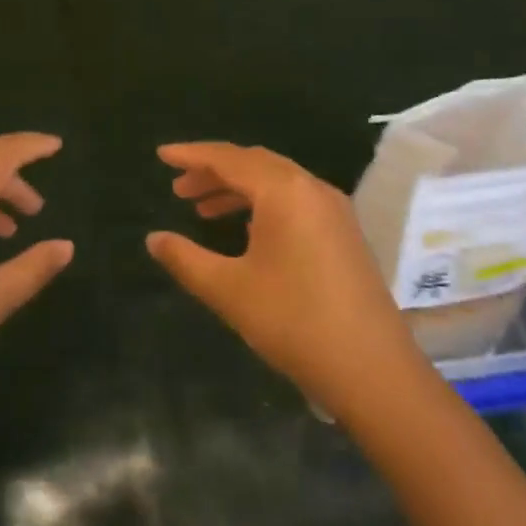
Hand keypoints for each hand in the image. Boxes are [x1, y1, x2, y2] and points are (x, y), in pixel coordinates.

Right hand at [146, 142, 417, 416]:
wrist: (372, 370)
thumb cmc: (294, 322)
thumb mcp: (229, 290)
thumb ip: (186, 259)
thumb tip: (153, 239)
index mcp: (284, 191)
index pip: (228, 159)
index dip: (191, 155)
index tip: (162, 155)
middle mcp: (311, 188)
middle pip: (254, 163)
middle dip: (213, 171)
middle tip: (179, 188)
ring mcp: (333, 209)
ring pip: (276, 182)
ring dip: (237, 189)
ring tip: (202, 210)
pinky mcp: (344, 232)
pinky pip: (295, 200)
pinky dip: (262, 204)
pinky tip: (246, 229)